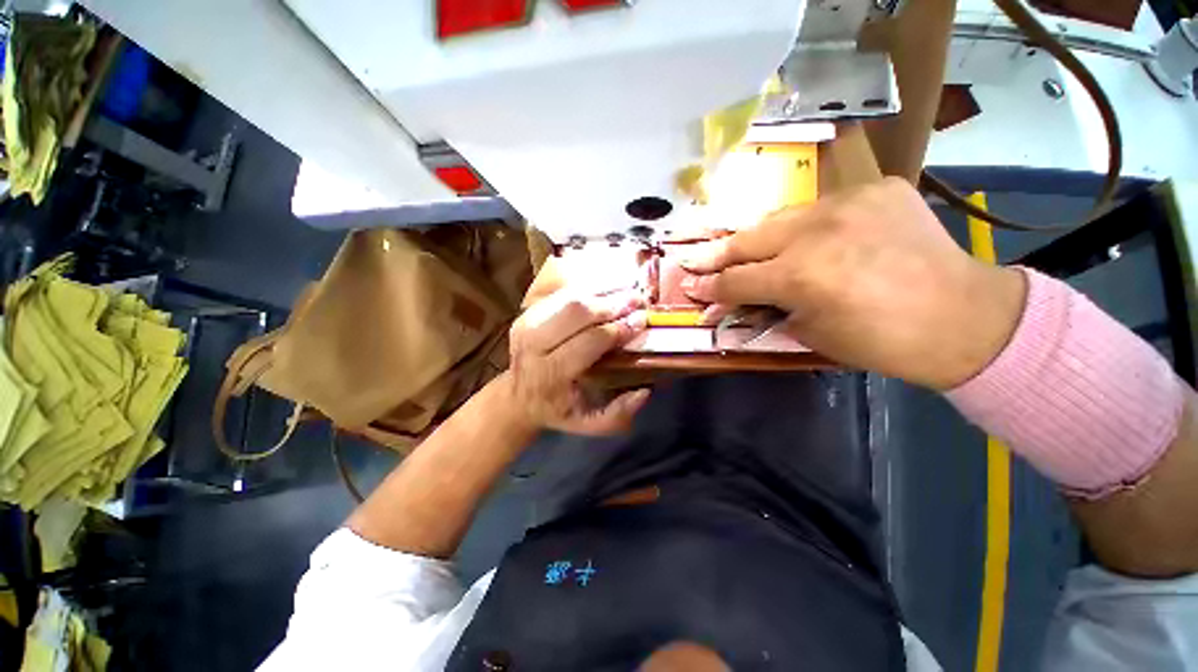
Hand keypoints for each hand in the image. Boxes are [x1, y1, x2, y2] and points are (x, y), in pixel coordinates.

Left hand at [507, 287, 650, 434]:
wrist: (517, 395)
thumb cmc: (557, 409)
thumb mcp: (586, 424)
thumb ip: (617, 414)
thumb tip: (644, 391)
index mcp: (551, 373)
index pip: (590, 342)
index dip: (618, 329)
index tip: (641, 321)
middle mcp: (535, 344)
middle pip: (577, 312)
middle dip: (612, 303)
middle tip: (638, 299)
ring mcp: (527, 323)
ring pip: (569, 296)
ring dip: (601, 289)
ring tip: (627, 288)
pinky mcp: (527, 312)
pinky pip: (561, 292)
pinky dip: (587, 286)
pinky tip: (607, 287)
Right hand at [681, 178, 1026, 389]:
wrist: (965, 317)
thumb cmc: (883, 342)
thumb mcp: (812, 334)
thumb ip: (769, 309)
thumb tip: (740, 301)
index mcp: (801, 276)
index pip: (736, 281)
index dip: (709, 287)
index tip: (689, 285)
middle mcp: (817, 232)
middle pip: (746, 240)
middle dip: (715, 255)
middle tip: (692, 259)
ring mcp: (848, 203)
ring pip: (778, 218)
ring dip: (755, 239)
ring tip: (739, 250)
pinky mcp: (876, 189)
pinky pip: (821, 208)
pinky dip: (804, 227)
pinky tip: (807, 240)